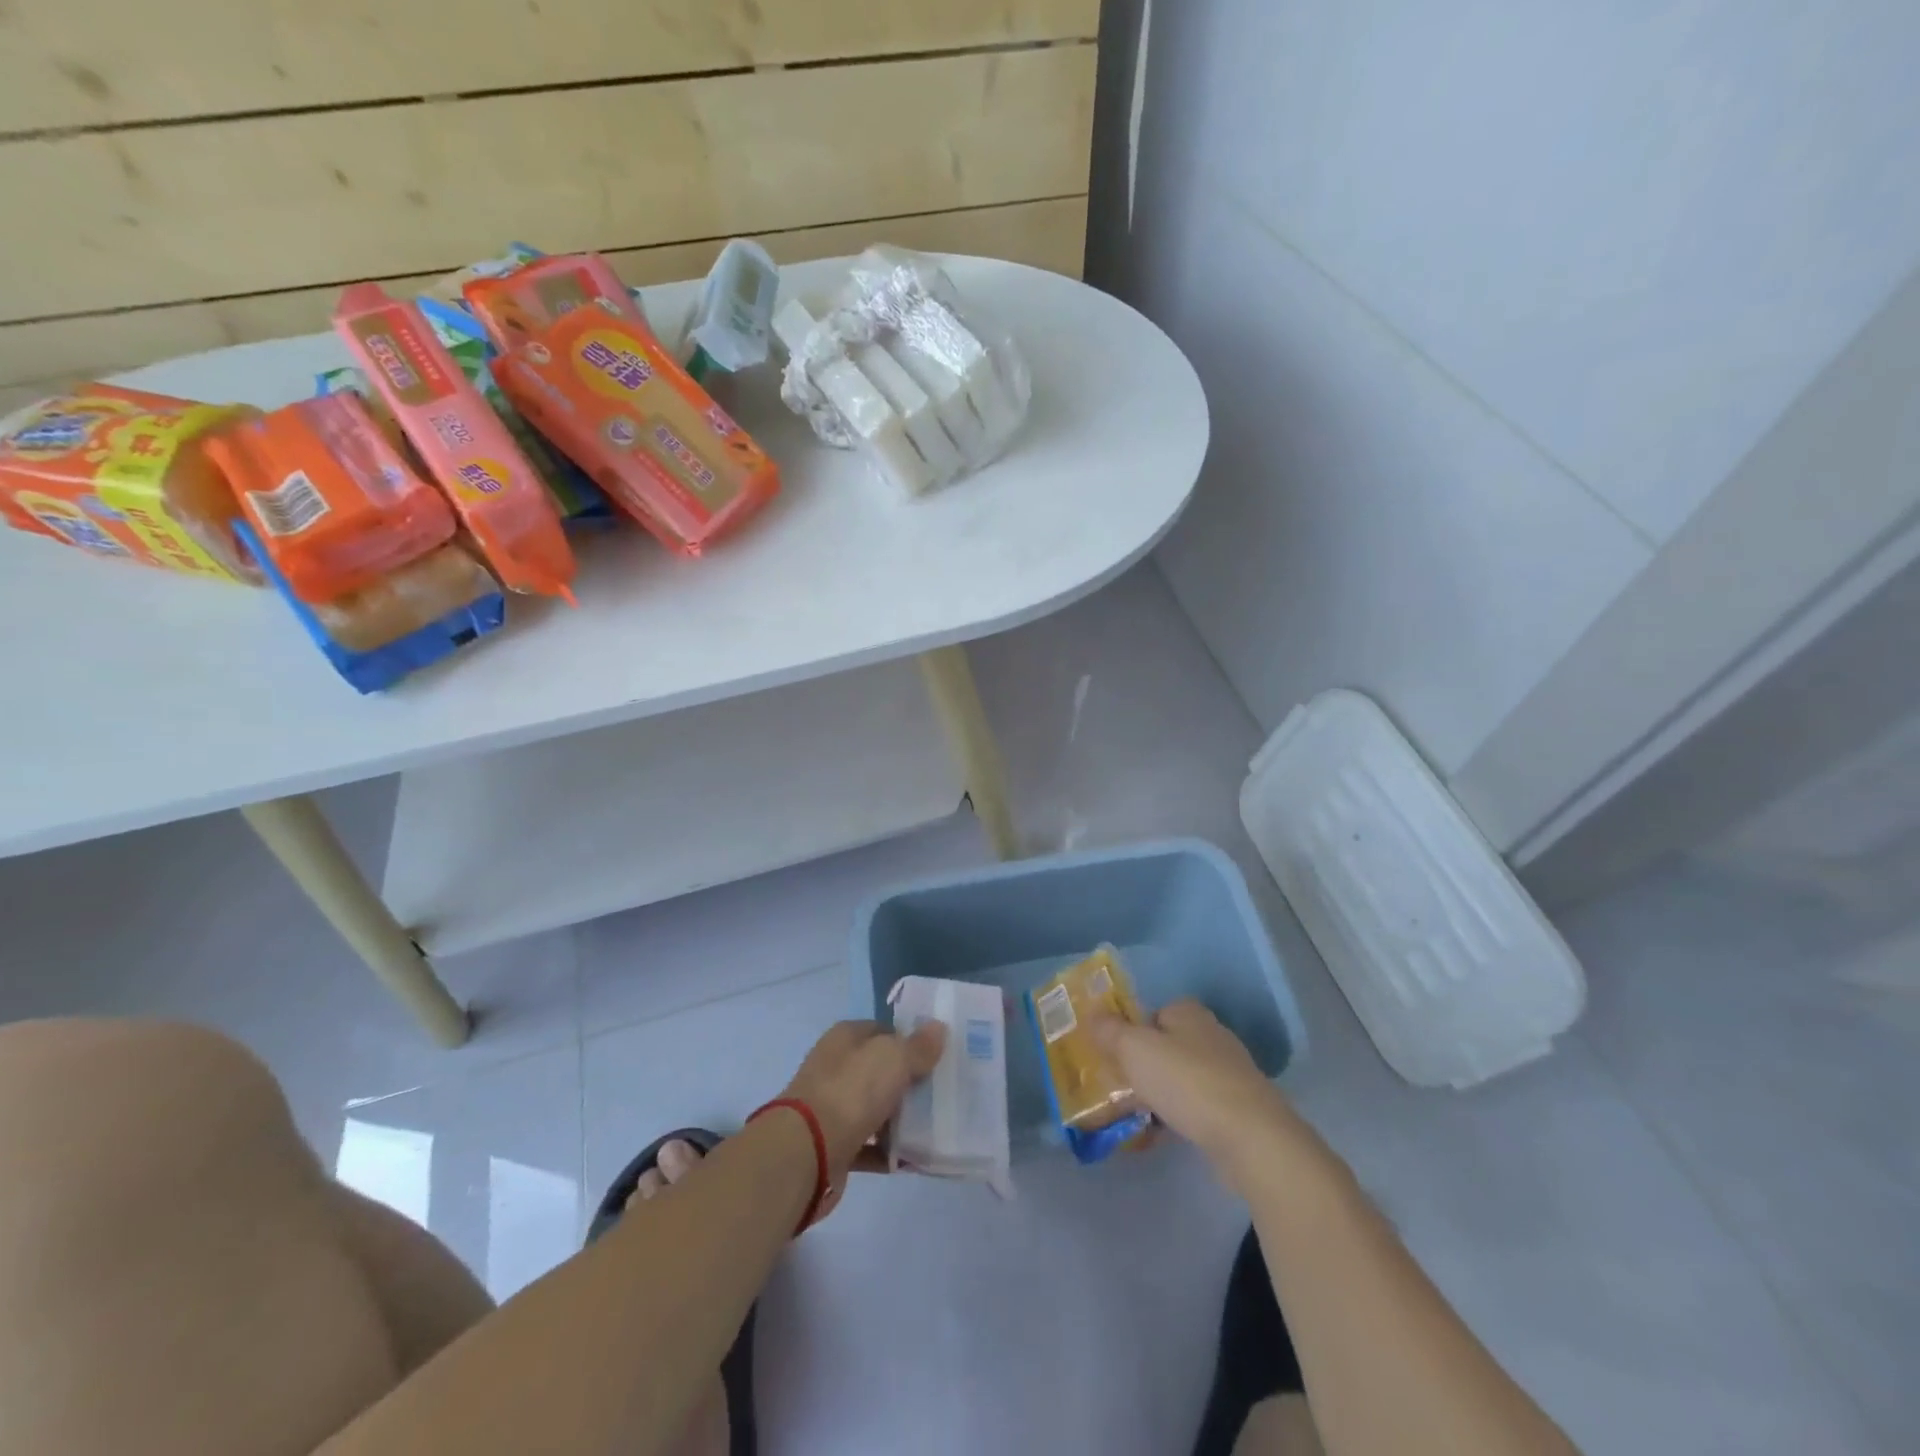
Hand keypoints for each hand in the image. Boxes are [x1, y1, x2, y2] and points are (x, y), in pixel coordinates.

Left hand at [780, 1019, 945, 1186]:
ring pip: (874, 1107)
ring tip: (933, 1127)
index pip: (883, 1030)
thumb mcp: (893, 1058)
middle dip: (908, 1081)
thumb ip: (918, 1046)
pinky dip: (887, 1151)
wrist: (806, 1153)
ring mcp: (831, 1106)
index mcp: (845, 1038)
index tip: (938, 1057)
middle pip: (879, 1070)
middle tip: (941, 1092)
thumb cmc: (851, 1092)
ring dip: (899, 1118)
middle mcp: (835, 1067)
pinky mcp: (832, 1144)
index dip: (910, 1040)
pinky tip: (912, 1158)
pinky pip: (868, 1144)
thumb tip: (938, 1028)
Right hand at [1089, 999, 1301, 1170]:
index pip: (1152, 1012)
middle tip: (1118, 1088)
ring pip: (1180, 1078)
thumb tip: (1093, 1014)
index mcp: (1188, 1012)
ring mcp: (1229, 1073)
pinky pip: (1197, 1107)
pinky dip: (1178, 1117)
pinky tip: (1161, 1136)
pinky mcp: (1239, 1109)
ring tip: (1135, 1117)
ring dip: (1158, 1095)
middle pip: (1165, 1046)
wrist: (1251, 1138)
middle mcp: (1211, 1035)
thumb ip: (1110, 1031)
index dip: (1130, 1031)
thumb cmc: (1186, 1082)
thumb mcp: (1134, 1050)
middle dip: (1142, 1066)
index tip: (1112, 1056)